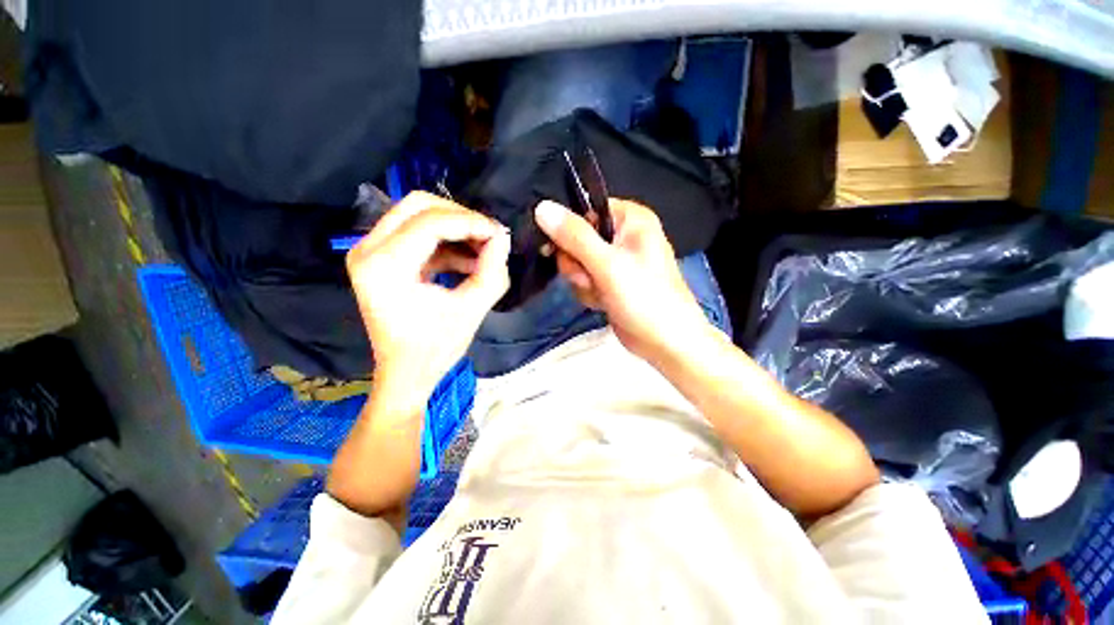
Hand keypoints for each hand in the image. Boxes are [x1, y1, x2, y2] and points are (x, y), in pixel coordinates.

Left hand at [347, 192, 509, 408]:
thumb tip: (503, 237)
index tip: (500, 235)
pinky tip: (470, 262)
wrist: (405, 374)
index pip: (431, 222)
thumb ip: (492, 270)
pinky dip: (448, 243)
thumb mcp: (471, 310)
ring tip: (484, 253)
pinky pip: (419, 234)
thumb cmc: (435, 349)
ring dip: (456, 230)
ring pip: (419, 215)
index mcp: (384, 265)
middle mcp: (367, 250)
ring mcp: (370, 252)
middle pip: (419, 205)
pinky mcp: (382, 258)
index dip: (471, 222)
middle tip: (490, 237)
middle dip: (462, 217)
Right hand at [534, 199, 710, 362]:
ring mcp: (617, 261)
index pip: (586, 211)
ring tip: (600, 293)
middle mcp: (623, 236)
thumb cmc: (644, 298)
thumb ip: (574, 236)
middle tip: (589, 278)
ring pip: (578, 262)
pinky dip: (589, 292)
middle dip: (577, 264)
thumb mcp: (607, 264)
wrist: (665, 343)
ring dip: (583, 281)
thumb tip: (542, 208)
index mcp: (631, 219)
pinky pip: (585, 279)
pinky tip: (602, 303)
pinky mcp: (611, 282)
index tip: (558, 249)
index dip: (570, 231)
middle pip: (578, 239)